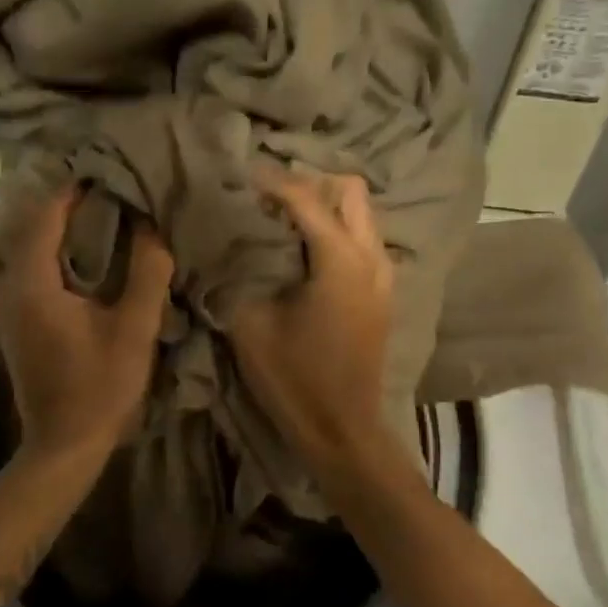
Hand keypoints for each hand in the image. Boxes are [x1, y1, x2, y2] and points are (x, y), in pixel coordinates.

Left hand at [0, 185, 174, 459]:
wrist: (63, 444)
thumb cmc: (100, 386)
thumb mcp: (134, 329)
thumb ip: (147, 273)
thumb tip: (151, 226)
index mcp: (32, 282)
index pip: (45, 215)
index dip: (73, 190)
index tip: (107, 173)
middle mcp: (9, 286)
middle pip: (32, 226)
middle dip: (67, 205)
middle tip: (109, 191)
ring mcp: (6, 304)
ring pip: (28, 247)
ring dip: (59, 228)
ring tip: (101, 215)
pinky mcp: (13, 319)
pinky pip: (28, 267)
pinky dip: (53, 251)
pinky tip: (84, 255)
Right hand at [231, 170, 395, 466]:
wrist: (342, 430)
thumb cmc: (294, 378)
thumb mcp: (250, 323)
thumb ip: (237, 273)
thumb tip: (223, 241)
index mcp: (340, 260)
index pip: (304, 197)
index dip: (270, 181)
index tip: (239, 176)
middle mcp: (371, 257)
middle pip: (350, 190)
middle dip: (310, 184)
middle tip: (268, 199)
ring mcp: (384, 275)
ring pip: (361, 214)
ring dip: (325, 207)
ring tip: (282, 221)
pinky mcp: (383, 293)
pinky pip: (363, 239)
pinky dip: (337, 230)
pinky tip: (304, 252)